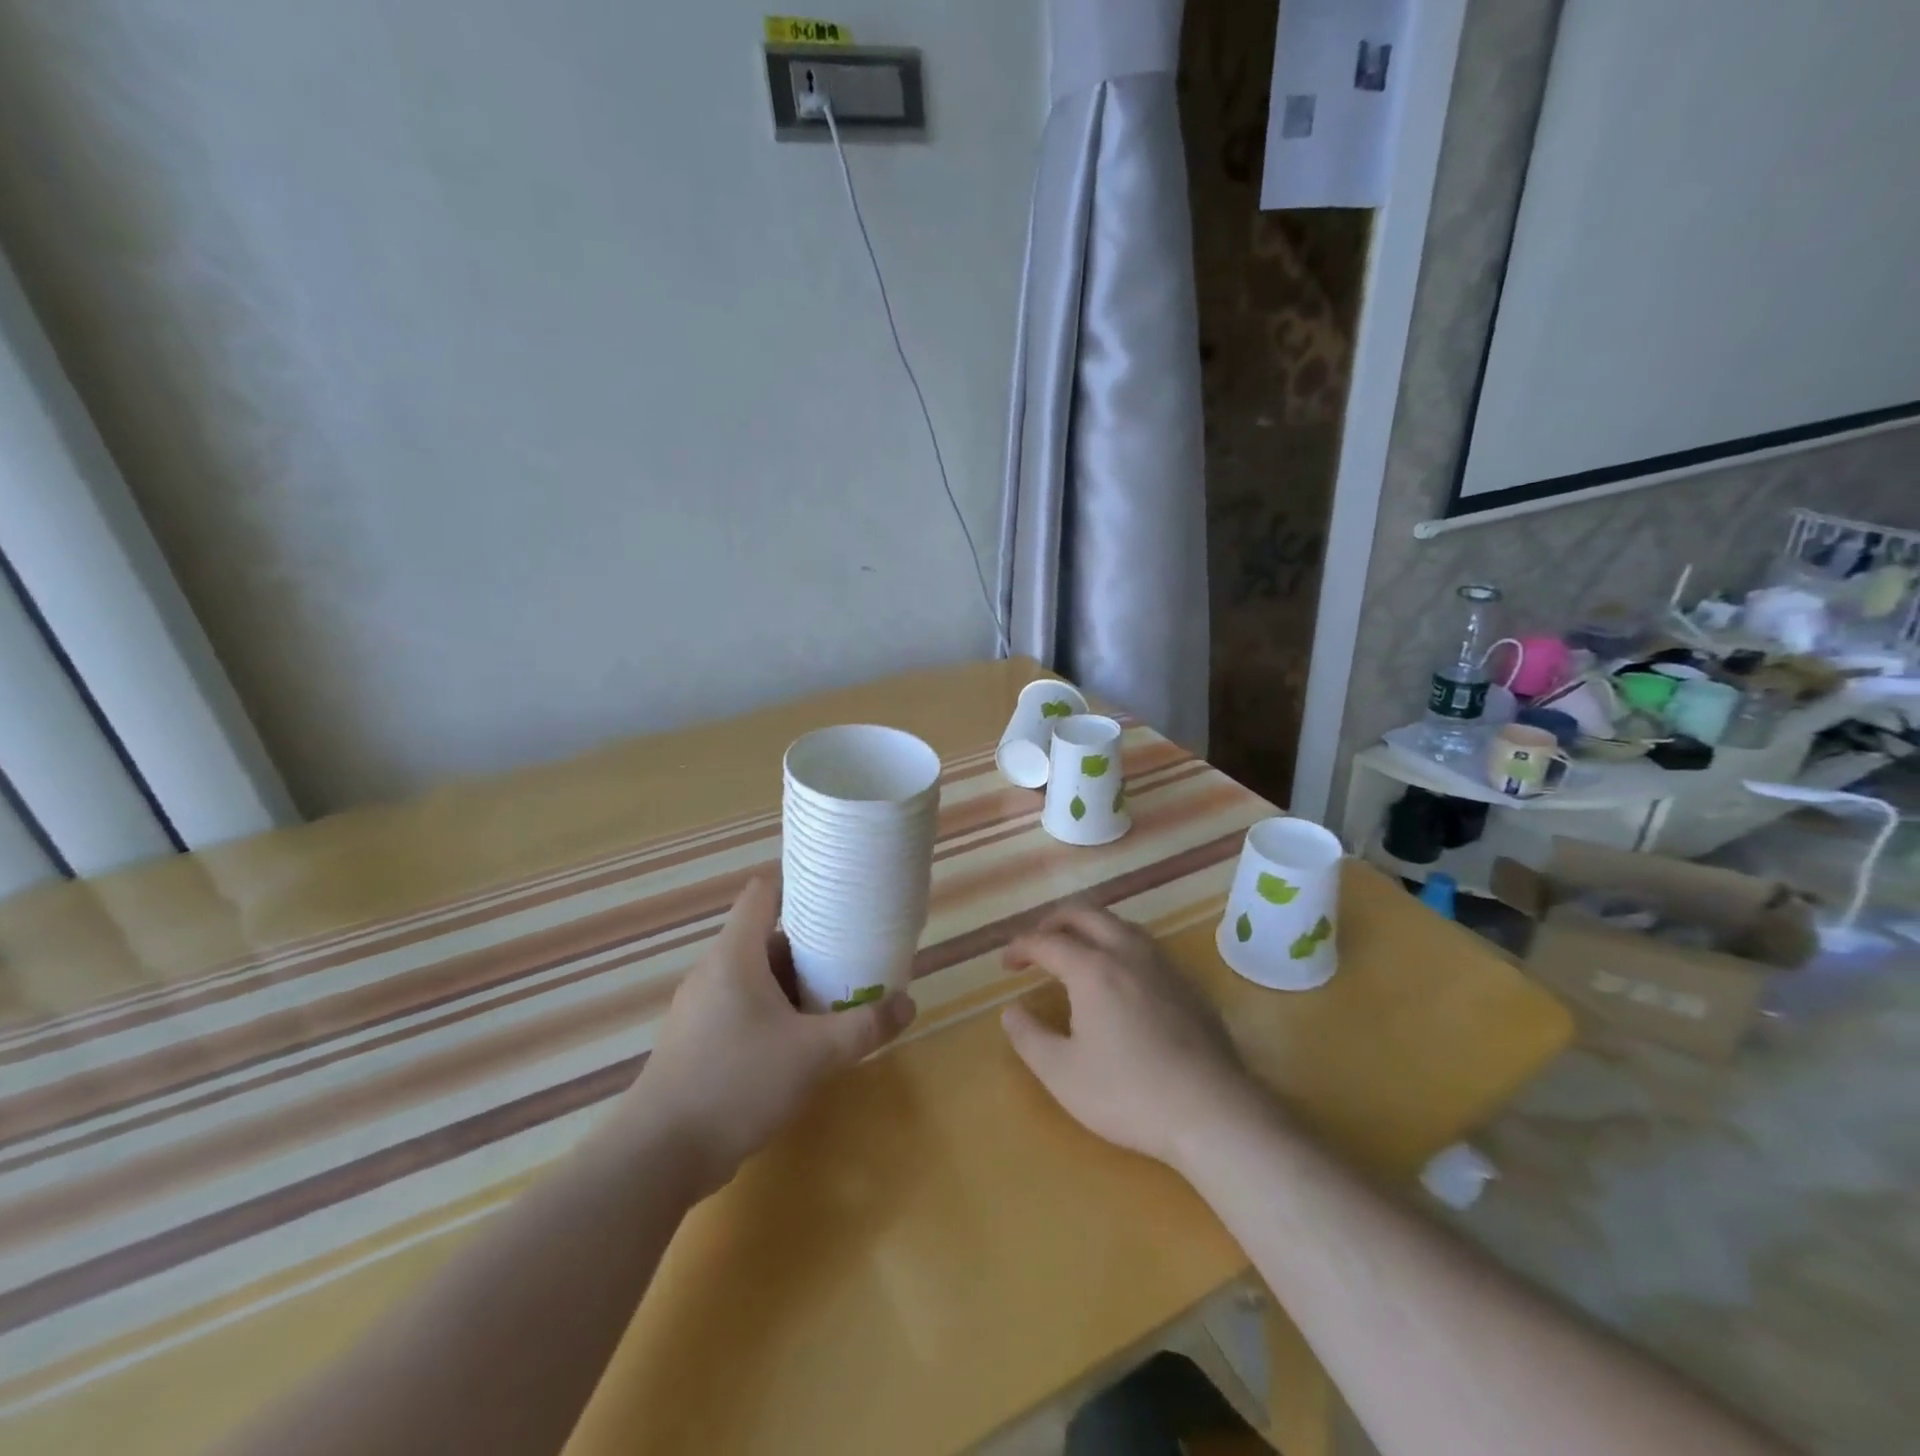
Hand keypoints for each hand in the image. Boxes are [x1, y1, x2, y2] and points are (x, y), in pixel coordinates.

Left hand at [629, 878, 914, 1194]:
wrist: (658, 1156)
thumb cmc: (736, 1083)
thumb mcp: (813, 1054)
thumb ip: (863, 1028)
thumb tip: (909, 1005)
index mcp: (735, 954)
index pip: (764, 892)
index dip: (799, 883)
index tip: (837, 891)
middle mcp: (714, 971)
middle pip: (766, 937)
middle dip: (810, 943)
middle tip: (852, 951)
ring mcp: (701, 1008)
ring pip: (755, 977)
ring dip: (794, 982)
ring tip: (835, 994)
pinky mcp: (697, 1041)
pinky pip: (742, 1007)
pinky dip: (774, 1011)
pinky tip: (801, 1039)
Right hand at [1001, 903, 1260, 1172]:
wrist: (1212, 1112)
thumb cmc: (1128, 1093)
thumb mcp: (1062, 1074)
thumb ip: (1029, 1037)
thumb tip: (1012, 1011)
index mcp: (1093, 969)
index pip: (1047, 941)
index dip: (1021, 947)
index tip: (1006, 964)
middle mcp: (1128, 953)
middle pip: (1085, 913)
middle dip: (1053, 921)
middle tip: (1037, 944)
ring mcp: (1163, 965)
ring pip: (1119, 923)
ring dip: (1089, 927)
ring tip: (1075, 951)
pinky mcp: (1187, 984)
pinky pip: (1144, 945)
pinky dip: (1118, 945)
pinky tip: (1119, 978)